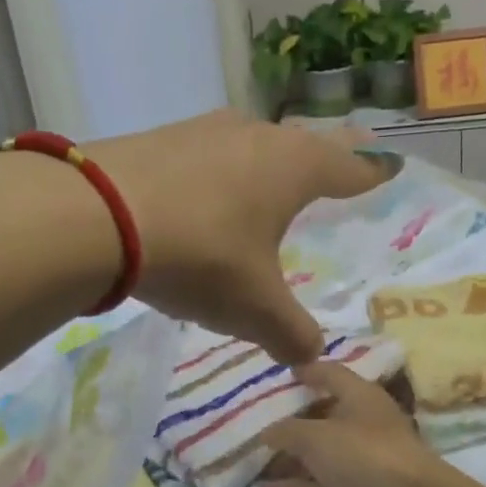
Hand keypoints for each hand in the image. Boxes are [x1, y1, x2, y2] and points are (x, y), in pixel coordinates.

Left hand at [88, 112, 384, 363]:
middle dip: (325, 157)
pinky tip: (203, 199)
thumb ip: (291, 333)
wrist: (96, 217)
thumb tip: (311, 356)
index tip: (389, 166)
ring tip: (270, 183)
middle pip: (304, 144)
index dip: (372, 171)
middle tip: (340, 162)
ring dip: (265, 163)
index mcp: (294, 168)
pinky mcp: (158, 138)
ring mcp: (203, 130)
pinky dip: (217, 175)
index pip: (349, 165)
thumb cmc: (202, 256)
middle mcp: (256, 136)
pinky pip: (205, 157)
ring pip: (251, 145)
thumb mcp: (255, 309)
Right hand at [261, 362, 458, 486]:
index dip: (306, 371)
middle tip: (255, 423)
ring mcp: (364, 458)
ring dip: (292, 457)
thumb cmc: (365, 455)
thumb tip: (267, 432)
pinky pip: (324, 482)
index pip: (330, 373)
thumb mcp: (316, 436)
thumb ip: (287, 431)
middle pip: (323, 414)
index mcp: (360, 395)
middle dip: (291, 420)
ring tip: (254, 460)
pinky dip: (301, 485)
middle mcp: (364, 422)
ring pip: (322, 453)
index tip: (279, 374)